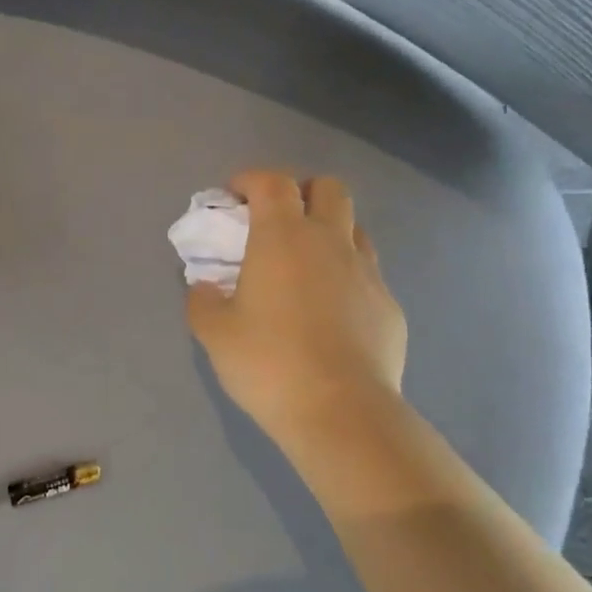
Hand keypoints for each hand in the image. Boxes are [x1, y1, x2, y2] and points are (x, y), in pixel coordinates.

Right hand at [186, 171, 406, 446]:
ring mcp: (367, 272)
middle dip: (302, 192)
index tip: (233, 197)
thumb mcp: (215, 334)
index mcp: (283, 237)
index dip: (250, 179)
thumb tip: (205, 286)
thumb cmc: (268, 363)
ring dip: (329, 231)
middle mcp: (330, 242)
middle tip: (278, 222)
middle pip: (328, 188)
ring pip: (354, 228)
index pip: (272, 182)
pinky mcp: (389, 305)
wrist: (341, 412)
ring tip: (307, 265)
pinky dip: (347, 276)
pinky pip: (368, 274)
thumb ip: (203, 300)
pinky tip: (332, 312)